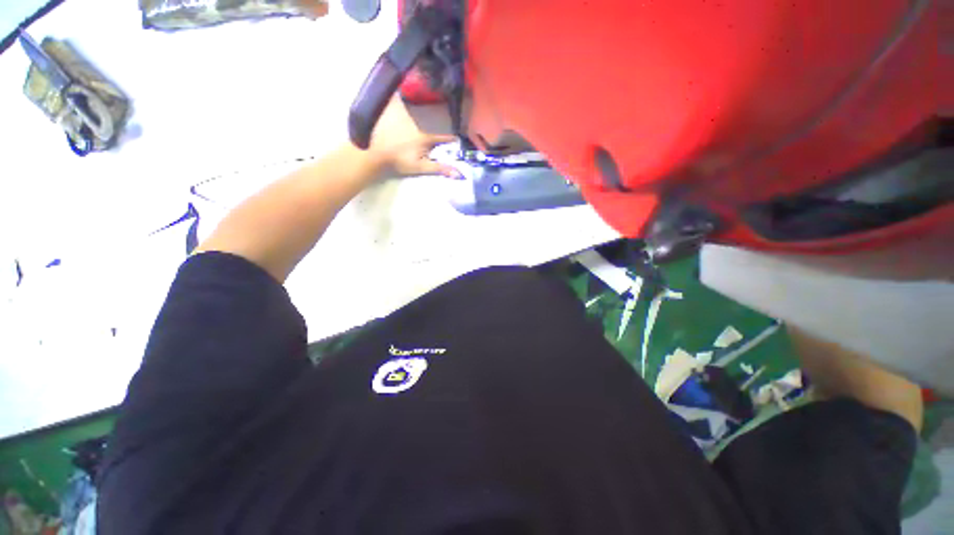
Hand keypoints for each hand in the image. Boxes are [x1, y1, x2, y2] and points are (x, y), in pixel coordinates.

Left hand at [366, 98, 460, 178]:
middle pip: (436, 120)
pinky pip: (403, 96)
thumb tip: (459, 174)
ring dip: (429, 106)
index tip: (457, 139)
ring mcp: (406, 113)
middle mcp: (419, 122)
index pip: (445, 135)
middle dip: (442, 121)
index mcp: (427, 136)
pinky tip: (410, 91)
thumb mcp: (421, 167)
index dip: (453, 138)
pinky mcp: (394, 107)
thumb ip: (440, 168)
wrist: (375, 152)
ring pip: (422, 106)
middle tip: (445, 122)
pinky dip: (408, 94)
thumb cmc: (399, 161)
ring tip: (431, 107)